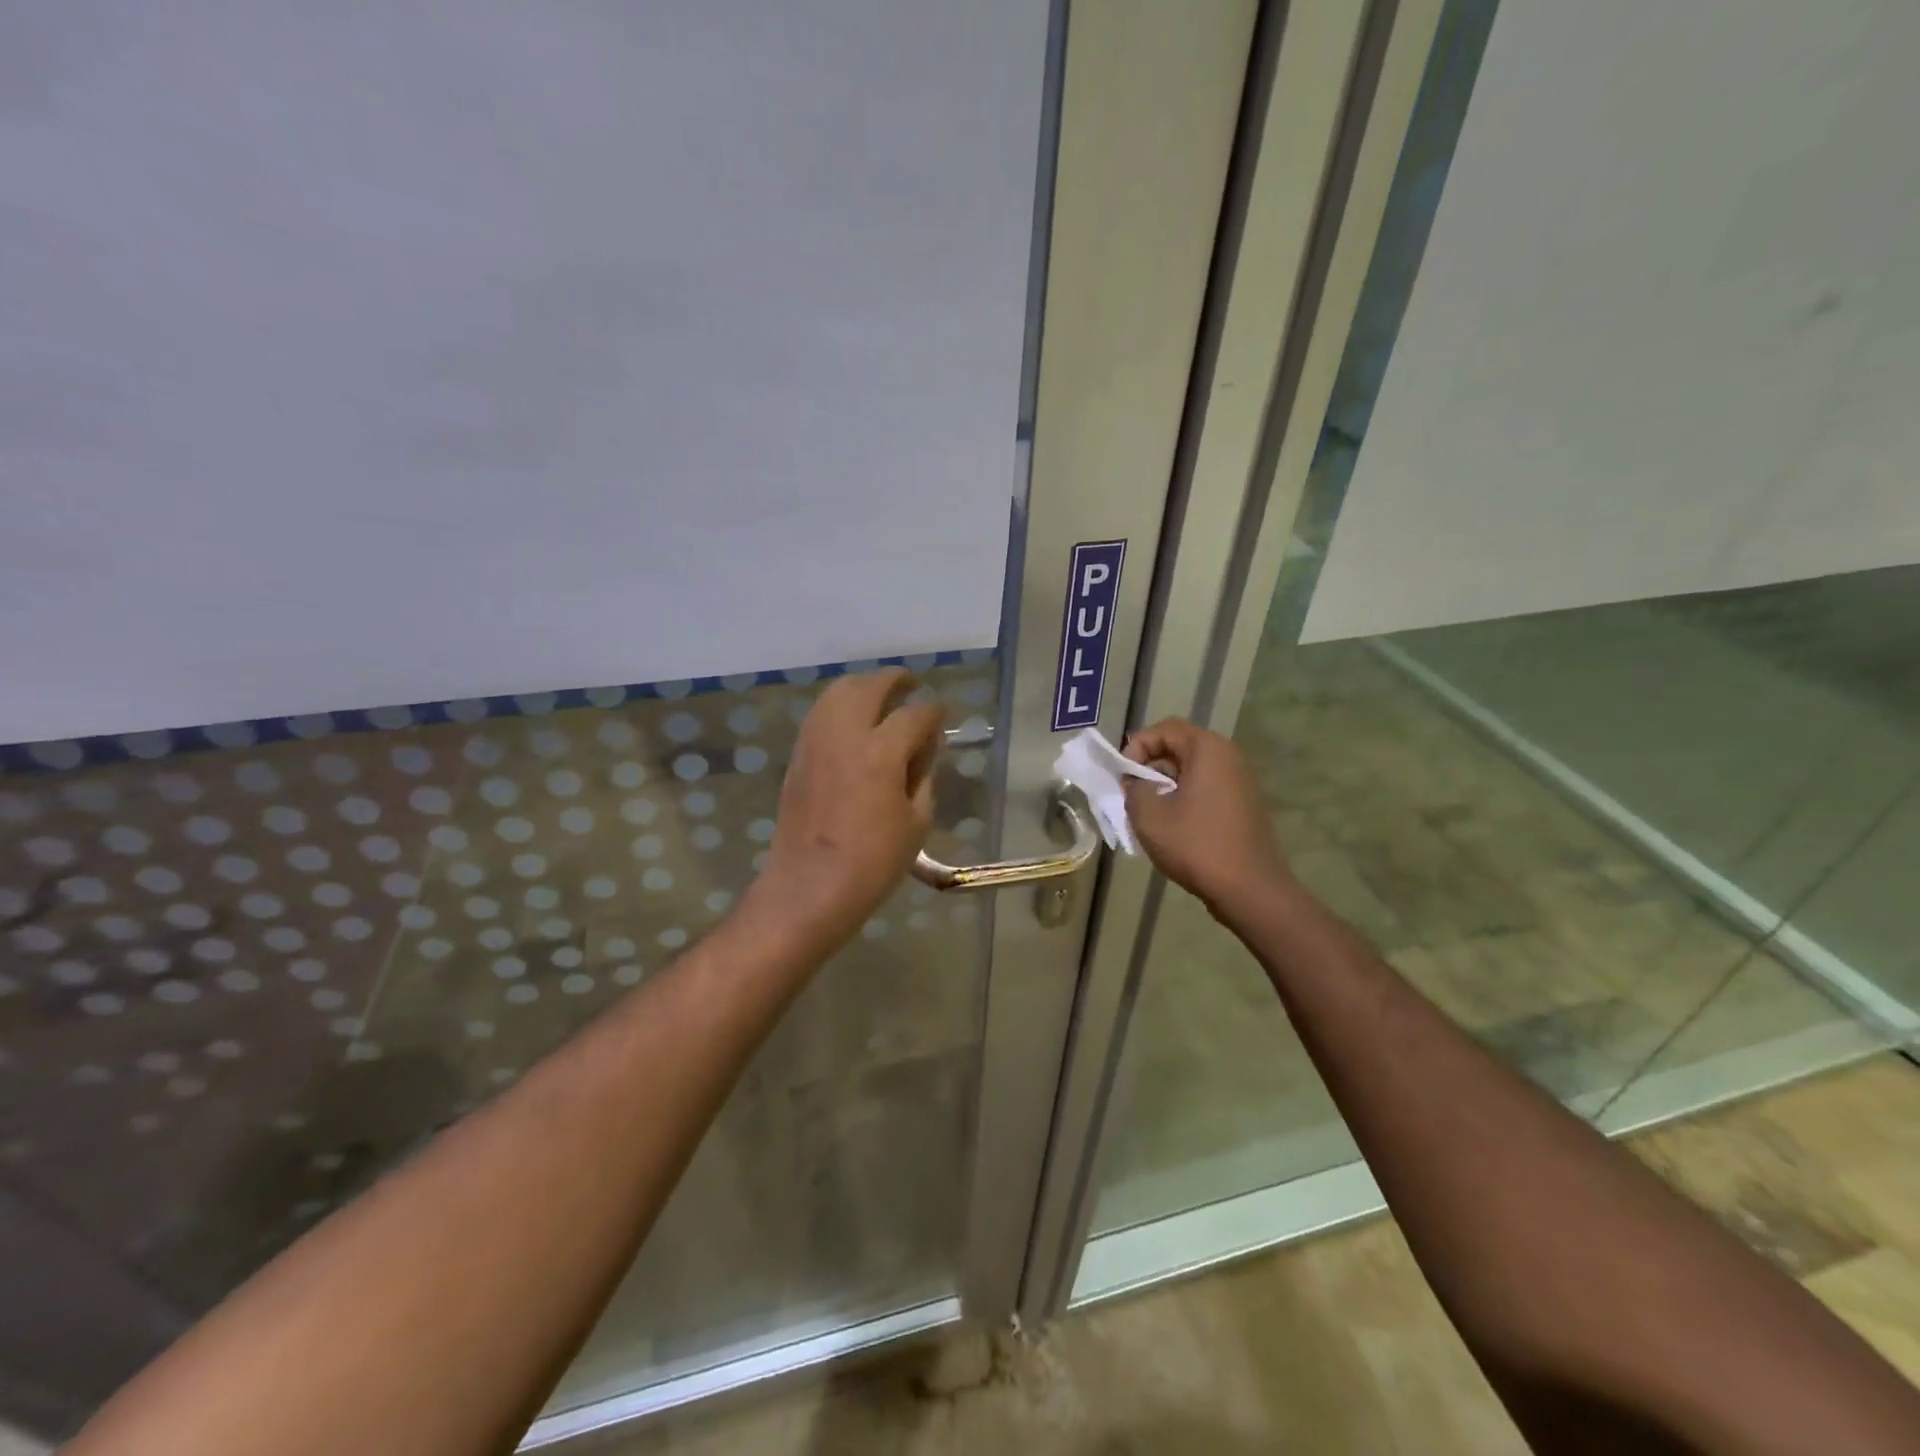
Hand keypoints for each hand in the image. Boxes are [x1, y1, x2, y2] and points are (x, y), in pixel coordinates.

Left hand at [748, 668, 943, 954]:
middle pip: (870, 686)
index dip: (935, 713)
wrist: (810, 887)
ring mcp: (815, 742)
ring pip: (838, 692)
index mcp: (881, 753)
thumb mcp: (916, 821)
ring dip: (863, 686)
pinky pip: (821, 713)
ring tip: (881, 695)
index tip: (943, 716)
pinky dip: (840, 705)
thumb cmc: (873, 862)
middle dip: (895, 680)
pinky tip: (854, 721)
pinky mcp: (798, 755)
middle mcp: (844, 735)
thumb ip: (923, 775)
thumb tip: (923, 749)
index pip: (915, 715)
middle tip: (911, 684)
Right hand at [1122, 718, 1289, 916]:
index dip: (1137, 746)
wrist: (1249, 889)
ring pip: (1192, 769)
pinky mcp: (1243, 804)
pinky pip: (1206, 787)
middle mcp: (1229, 756)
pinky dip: (1184, 797)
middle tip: (1132, 794)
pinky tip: (1172, 826)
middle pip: (1179, 746)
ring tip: (1148, 812)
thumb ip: (1133, 788)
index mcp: (1208, 749)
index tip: (1124, 777)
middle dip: (1149, 766)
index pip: (1164, 728)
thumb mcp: (1148, 815)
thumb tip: (1137, 783)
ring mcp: (1240, 781)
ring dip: (1165, 784)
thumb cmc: (1196, 845)